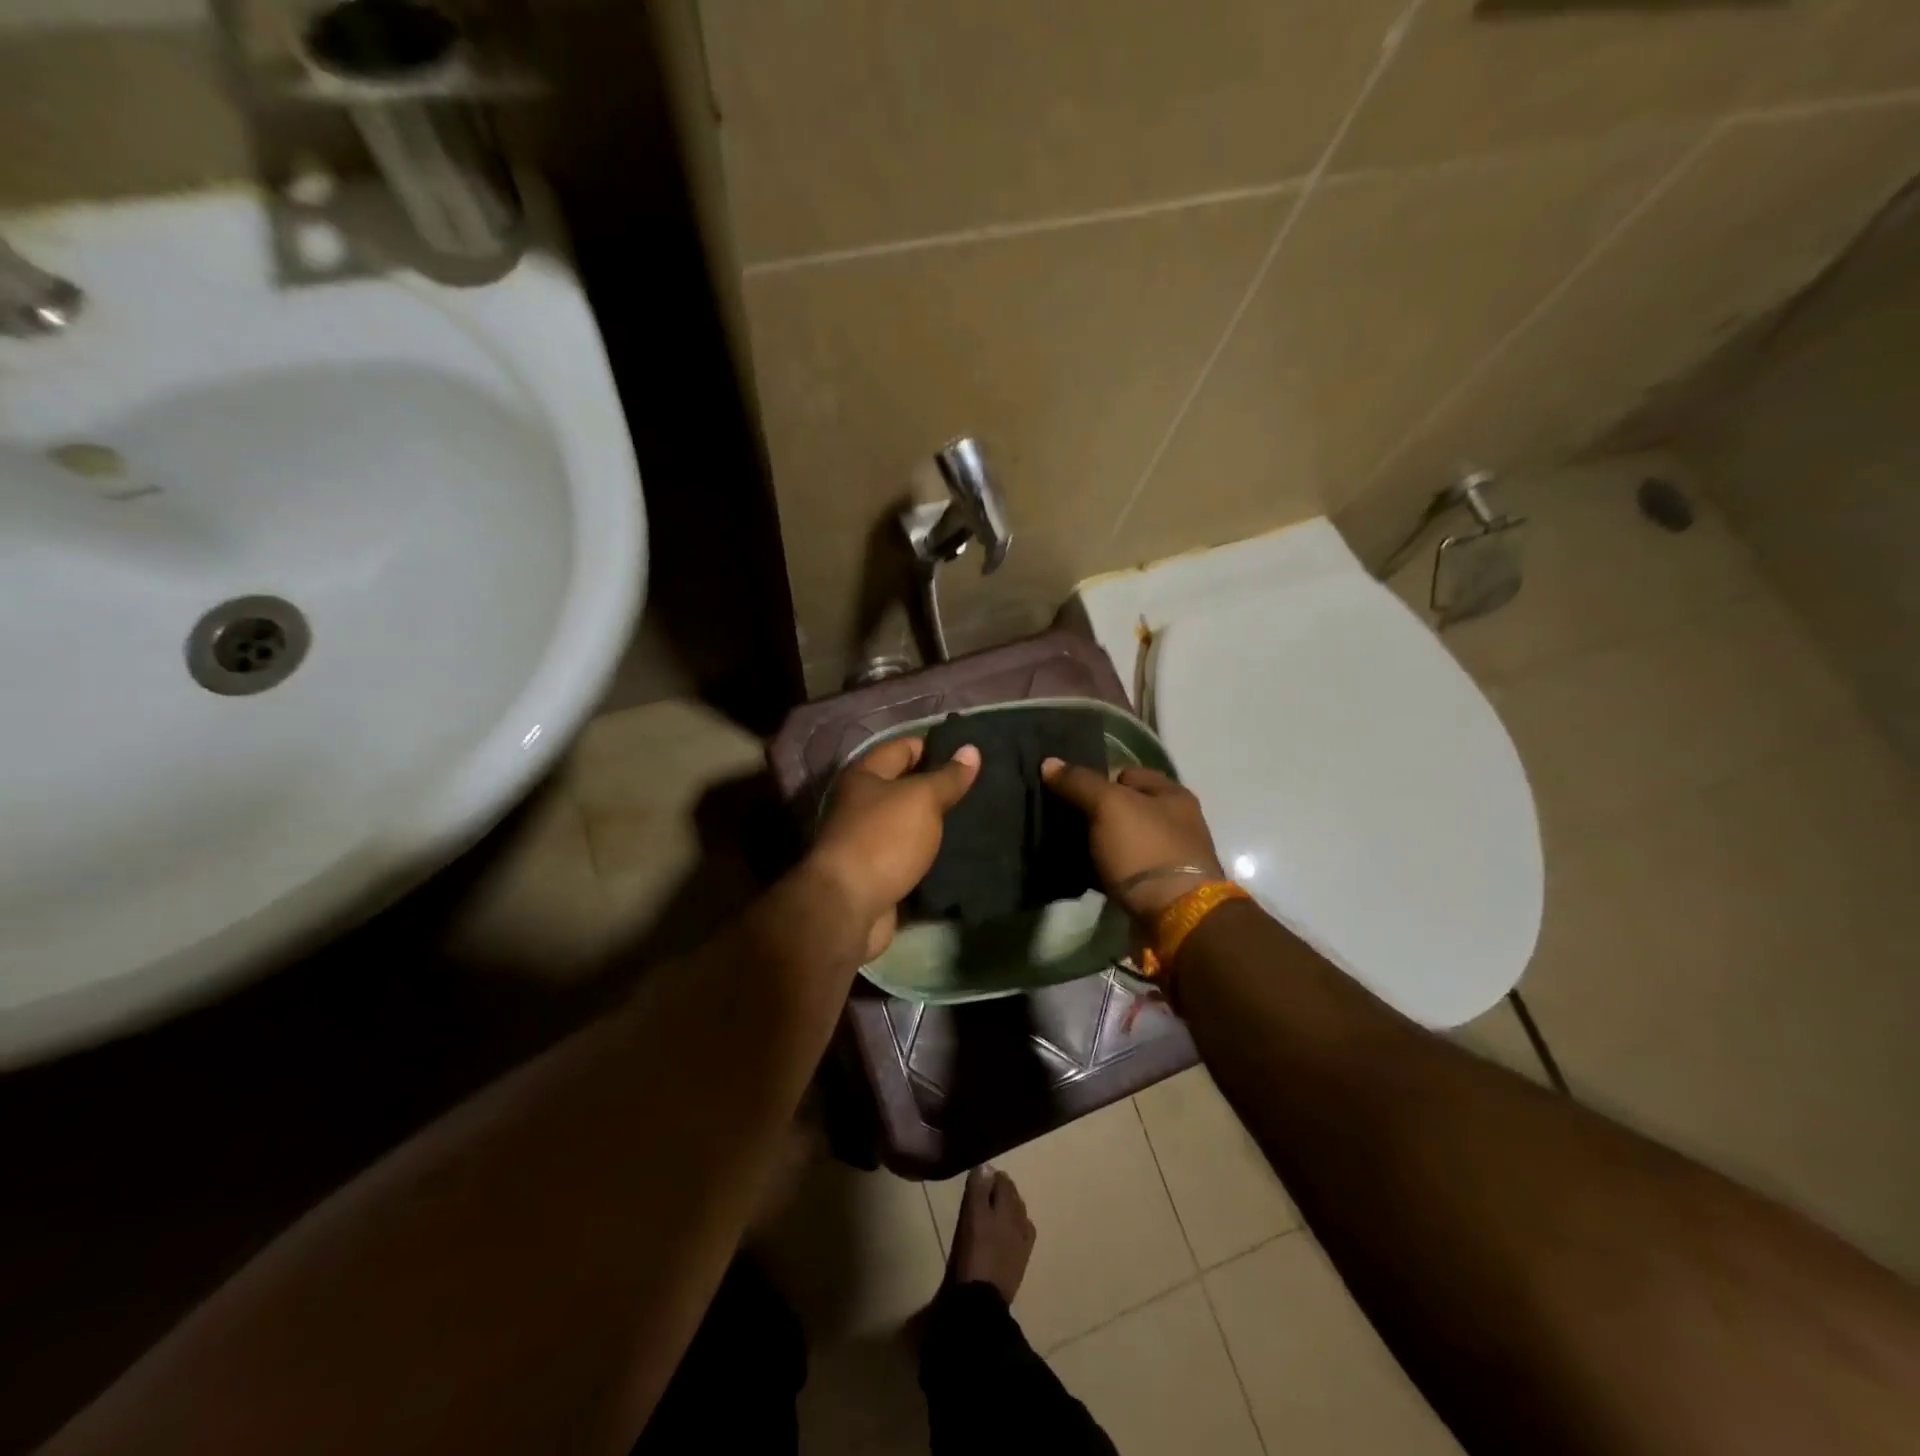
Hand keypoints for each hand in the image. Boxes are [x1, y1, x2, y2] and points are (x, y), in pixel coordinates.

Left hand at [810, 736, 979, 959]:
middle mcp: (861, 803)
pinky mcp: (877, 872)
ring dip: (937, 822)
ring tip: (978, 818)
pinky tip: (959, 852)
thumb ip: (948, 777)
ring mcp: (867, 840)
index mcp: (864, 776)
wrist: (849, 908)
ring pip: (909, 822)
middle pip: (905, 786)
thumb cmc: (883, 839)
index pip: (903, 747)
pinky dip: (930, 853)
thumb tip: (971, 749)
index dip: (935, 746)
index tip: (971, 754)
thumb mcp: (921, 799)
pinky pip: (909, 854)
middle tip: (982, 787)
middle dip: (940, 786)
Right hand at [1040, 761, 1224, 918]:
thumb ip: (1079, 782)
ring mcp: (1167, 857)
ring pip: (1120, 840)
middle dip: (1094, 813)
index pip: (1126, 773)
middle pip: (1123, 808)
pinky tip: (1081, 873)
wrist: (1176, 917)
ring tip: (1066, 848)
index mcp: (1172, 794)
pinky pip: (1121, 869)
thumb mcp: (1108, 806)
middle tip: (1062, 821)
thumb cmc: (1145, 849)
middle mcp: (1175, 822)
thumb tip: (1049, 762)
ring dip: (1097, 844)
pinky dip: (1103, 871)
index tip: (1069, 793)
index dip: (1097, 779)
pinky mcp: (1156, 888)